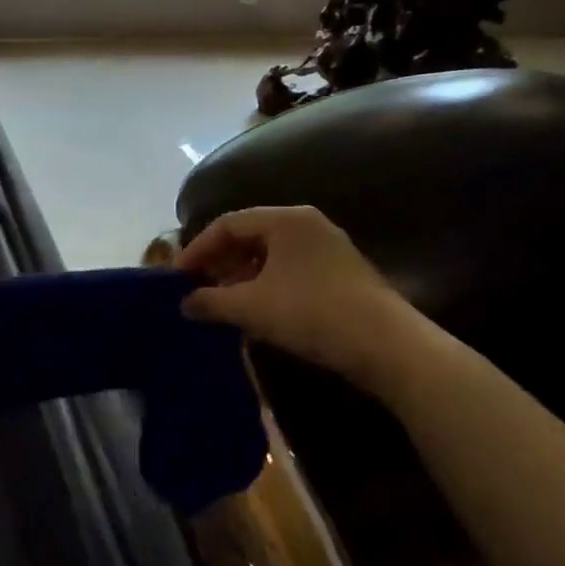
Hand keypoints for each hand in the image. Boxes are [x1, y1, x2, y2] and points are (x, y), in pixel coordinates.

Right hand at [178, 205, 420, 394]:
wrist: (387, 345)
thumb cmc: (311, 313)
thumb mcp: (251, 307)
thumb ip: (211, 301)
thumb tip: (184, 303)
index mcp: (285, 219)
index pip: (227, 224)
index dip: (197, 249)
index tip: (177, 277)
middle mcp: (307, 224)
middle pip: (249, 235)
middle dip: (219, 262)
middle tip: (197, 288)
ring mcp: (327, 247)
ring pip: (270, 254)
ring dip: (241, 276)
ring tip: (222, 303)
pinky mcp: (340, 272)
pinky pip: (289, 269)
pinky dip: (265, 284)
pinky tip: (256, 310)